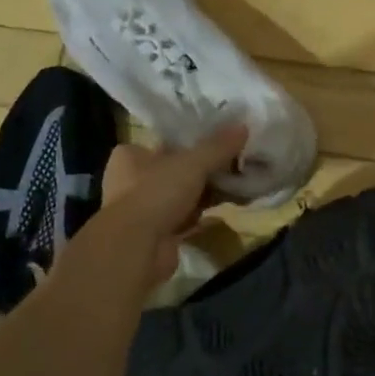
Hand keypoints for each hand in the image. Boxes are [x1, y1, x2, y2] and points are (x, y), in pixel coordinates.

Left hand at [95, 125, 249, 281]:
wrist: (137, 250)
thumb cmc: (156, 193)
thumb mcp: (192, 163)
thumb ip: (217, 146)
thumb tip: (243, 126)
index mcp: (130, 156)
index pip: (165, 142)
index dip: (192, 142)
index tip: (219, 142)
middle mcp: (131, 181)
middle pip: (176, 170)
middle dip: (204, 170)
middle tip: (234, 164)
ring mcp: (144, 210)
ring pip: (182, 195)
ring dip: (206, 193)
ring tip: (238, 184)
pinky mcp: (157, 235)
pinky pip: (186, 218)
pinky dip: (204, 214)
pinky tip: (228, 207)